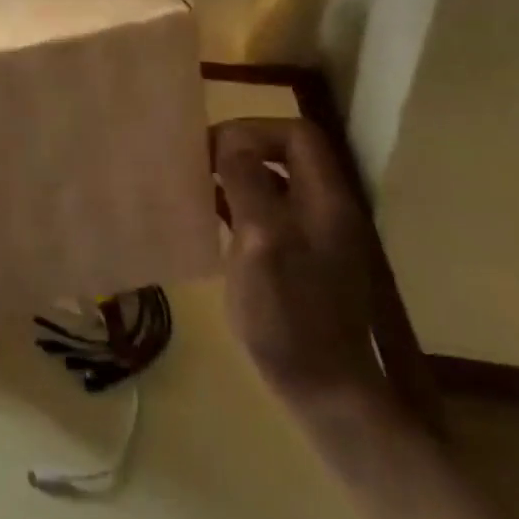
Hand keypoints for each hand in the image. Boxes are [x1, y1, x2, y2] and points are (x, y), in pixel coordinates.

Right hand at [210, 118, 385, 408]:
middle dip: (239, 149)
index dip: (253, 130)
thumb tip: (230, 140)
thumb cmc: (289, 315)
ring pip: (273, 183)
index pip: (297, 135)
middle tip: (196, 163)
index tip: (210, 148)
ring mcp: (312, 235)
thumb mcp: (262, 242)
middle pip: (286, 155)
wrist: (323, 387)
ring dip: (234, 176)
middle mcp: (324, 209)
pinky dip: (236, 204)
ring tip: (194, 184)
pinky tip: (208, 217)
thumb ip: (249, 186)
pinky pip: (266, 213)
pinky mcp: (297, 258)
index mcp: (325, 200)